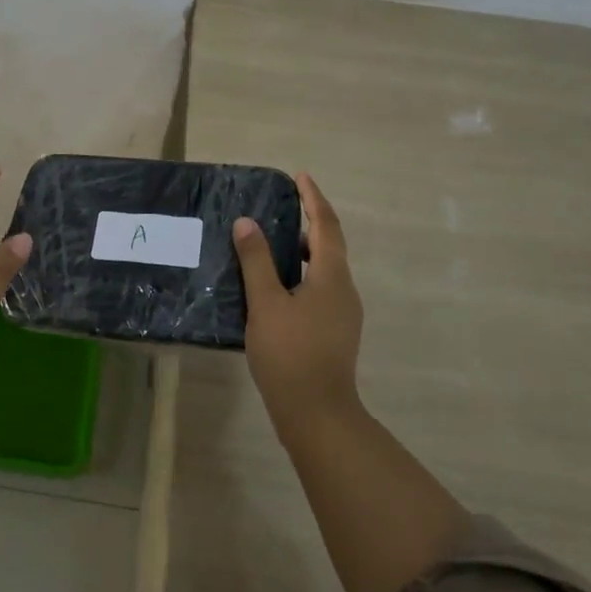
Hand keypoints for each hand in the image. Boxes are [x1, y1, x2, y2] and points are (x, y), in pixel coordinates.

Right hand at [233, 173, 363, 436]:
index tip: (300, 176)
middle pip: (330, 245)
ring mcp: (343, 314)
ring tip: (272, 244)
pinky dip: (302, 274)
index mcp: (331, 276)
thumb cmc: (290, 354)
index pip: (326, 225)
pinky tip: (277, 286)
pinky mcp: (336, 332)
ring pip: (325, 269)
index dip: (313, 198)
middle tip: (283, 207)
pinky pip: (321, 288)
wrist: (318, 414)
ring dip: (304, 250)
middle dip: (310, 221)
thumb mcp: (265, 303)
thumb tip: (246, 222)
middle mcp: (344, 290)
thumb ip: (256, 261)